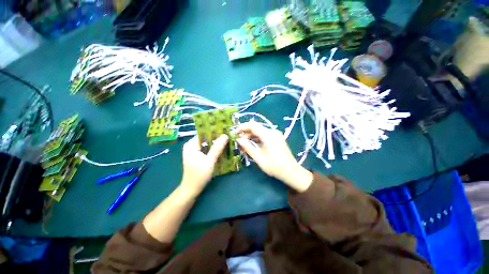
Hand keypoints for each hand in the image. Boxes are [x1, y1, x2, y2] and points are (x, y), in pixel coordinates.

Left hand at [180, 134, 228, 196]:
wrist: (191, 189)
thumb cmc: (199, 175)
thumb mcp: (210, 161)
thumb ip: (217, 148)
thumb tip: (225, 135)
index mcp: (191, 144)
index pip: (204, 133)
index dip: (215, 132)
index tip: (226, 131)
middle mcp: (191, 145)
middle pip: (206, 138)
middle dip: (216, 138)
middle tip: (229, 137)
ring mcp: (193, 150)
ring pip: (207, 143)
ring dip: (216, 143)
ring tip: (227, 141)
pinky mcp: (197, 155)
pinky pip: (206, 148)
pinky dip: (213, 149)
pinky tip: (221, 149)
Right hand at [236, 122, 312, 191]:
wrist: (291, 171)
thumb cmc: (275, 167)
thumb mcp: (259, 158)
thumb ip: (248, 148)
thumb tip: (239, 140)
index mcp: (268, 135)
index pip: (253, 125)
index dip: (242, 127)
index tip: (235, 133)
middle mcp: (272, 132)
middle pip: (256, 128)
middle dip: (246, 134)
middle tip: (239, 143)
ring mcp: (275, 135)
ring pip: (259, 132)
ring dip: (251, 137)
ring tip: (244, 146)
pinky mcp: (276, 138)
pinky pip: (264, 135)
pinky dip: (256, 139)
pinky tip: (252, 146)